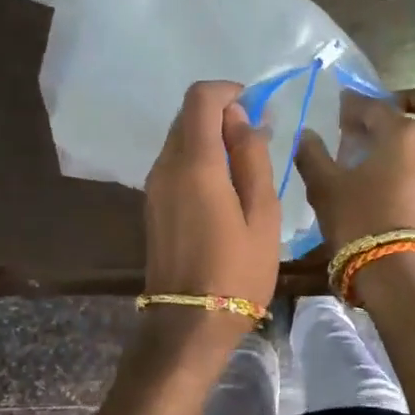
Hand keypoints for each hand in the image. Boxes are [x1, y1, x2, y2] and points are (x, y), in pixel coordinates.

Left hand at [143, 81, 280, 316]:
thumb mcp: (262, 215)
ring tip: (244, 167)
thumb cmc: (237, 271)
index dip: (227, 91)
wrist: (189, 323)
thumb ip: (251, 159)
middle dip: (221, 115)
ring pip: (179, 140)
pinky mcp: (152, 205)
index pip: (200, 98)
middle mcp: (165, 167)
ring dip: (209, 139)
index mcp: (194, 164)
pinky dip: (198, 160)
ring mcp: (153, 187)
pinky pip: (174, 164)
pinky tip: (223, 188)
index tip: (254, 107)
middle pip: (187, 117)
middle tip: (255, 140)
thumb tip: (241, 119)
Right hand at [294, 88, 414, 249]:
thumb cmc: (361, 223)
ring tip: (407, 137)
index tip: (341, 108)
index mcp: (403, 133)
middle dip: (414, 100)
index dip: (355, 105)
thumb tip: (305, 136)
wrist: (403, 275)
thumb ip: (313, 156)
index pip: (376, 107)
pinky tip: (409, 167)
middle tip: (390, 110)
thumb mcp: (326, 189)